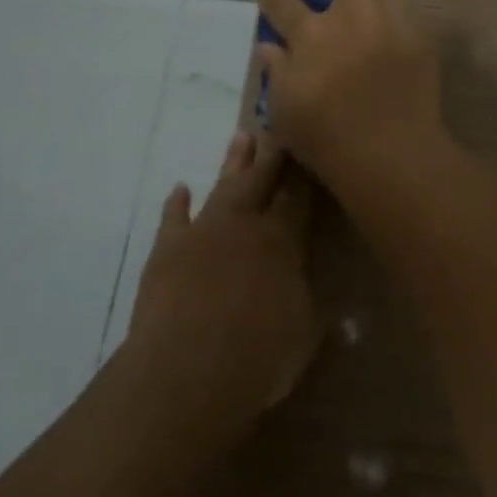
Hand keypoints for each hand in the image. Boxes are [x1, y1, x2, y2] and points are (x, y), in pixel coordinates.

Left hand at [127, 132, 317, 419]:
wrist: (186, 371)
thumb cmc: (257, 357)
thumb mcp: (303, 334)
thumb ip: (313, 307)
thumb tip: (329, 300)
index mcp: (282, 241)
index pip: (298, 196)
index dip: (305, 170)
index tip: (310, 144)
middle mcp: (244, 226)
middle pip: (261, 178)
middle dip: (271, 153)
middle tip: (275, 124)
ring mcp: (203, 233)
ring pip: (223, 187)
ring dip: (232, 164)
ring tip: (241, 138)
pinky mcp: (167, 251)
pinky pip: (173, 218)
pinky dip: (176, 204)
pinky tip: (180, 189)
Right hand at [243, 0, 444, 192]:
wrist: (390, 154)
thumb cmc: (327, 139)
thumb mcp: (285, 111)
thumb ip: (278, 73)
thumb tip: (269, 48)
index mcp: (313, 35)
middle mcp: (353, 17)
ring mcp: (392, 24)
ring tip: (378, 3)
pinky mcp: (422, 40)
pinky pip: (413, 15)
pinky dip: (401, 21)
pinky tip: (397, 40)